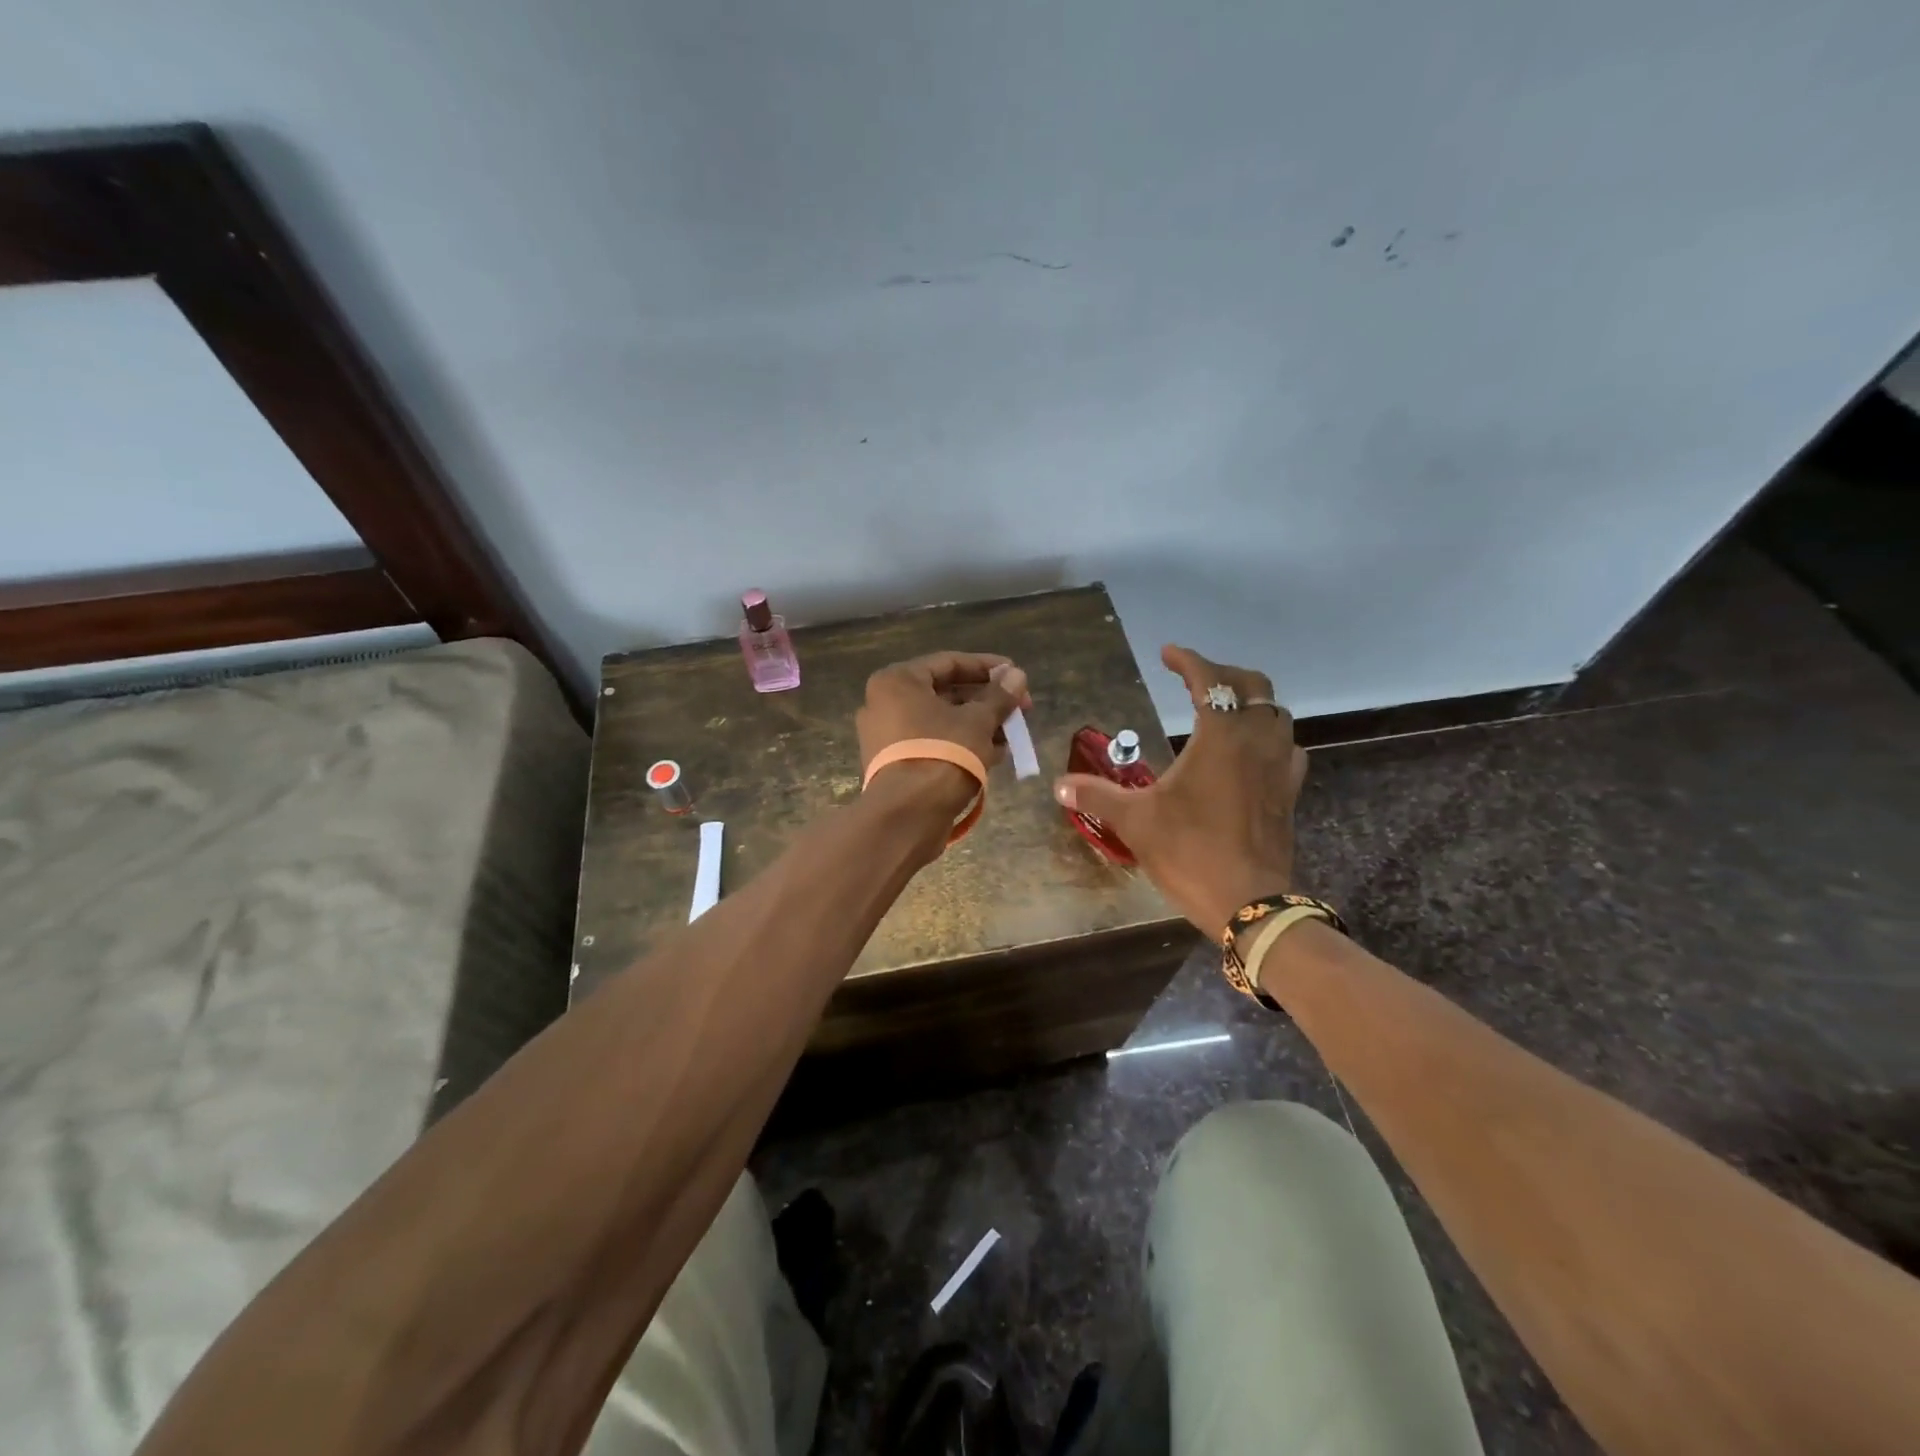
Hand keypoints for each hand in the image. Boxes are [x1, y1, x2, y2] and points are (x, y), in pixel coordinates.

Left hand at [857, 651, 1031, 819]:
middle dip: (986, 700)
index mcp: (897, 682)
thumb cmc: (942, 755)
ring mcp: (887, 736)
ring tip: (1013, 733)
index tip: (1016, 675)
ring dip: (978, 724)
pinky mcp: (895, 764)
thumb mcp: (978, 722)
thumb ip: (999, 696)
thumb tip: (1017, 675)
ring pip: (941, 721)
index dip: (987, 667)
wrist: (907, 817)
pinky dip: (961, 744)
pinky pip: (933, 743)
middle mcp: (885, 704)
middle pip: (945, 693)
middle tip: (1020, 708)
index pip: (949, 662)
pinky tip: (996, 753)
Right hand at [1053, 645, 1305, 939]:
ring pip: (1276, 714)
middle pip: (1253, 686)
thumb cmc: (1190, 852)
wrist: (1249, 902)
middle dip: (1224, 674)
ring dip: (1251, 702)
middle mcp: (1256, 741)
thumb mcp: (1135, 821)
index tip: (1167, 654)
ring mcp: (1278, 766)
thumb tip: (1059, 786)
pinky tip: (1252, 753)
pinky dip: (1269, 737)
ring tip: (1223, 710)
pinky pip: (1287, 748)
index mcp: (1220, 737)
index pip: (1210, 680)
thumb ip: (1096, 796)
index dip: (1188, 661)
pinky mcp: (1288, 792)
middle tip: (1195, 679)